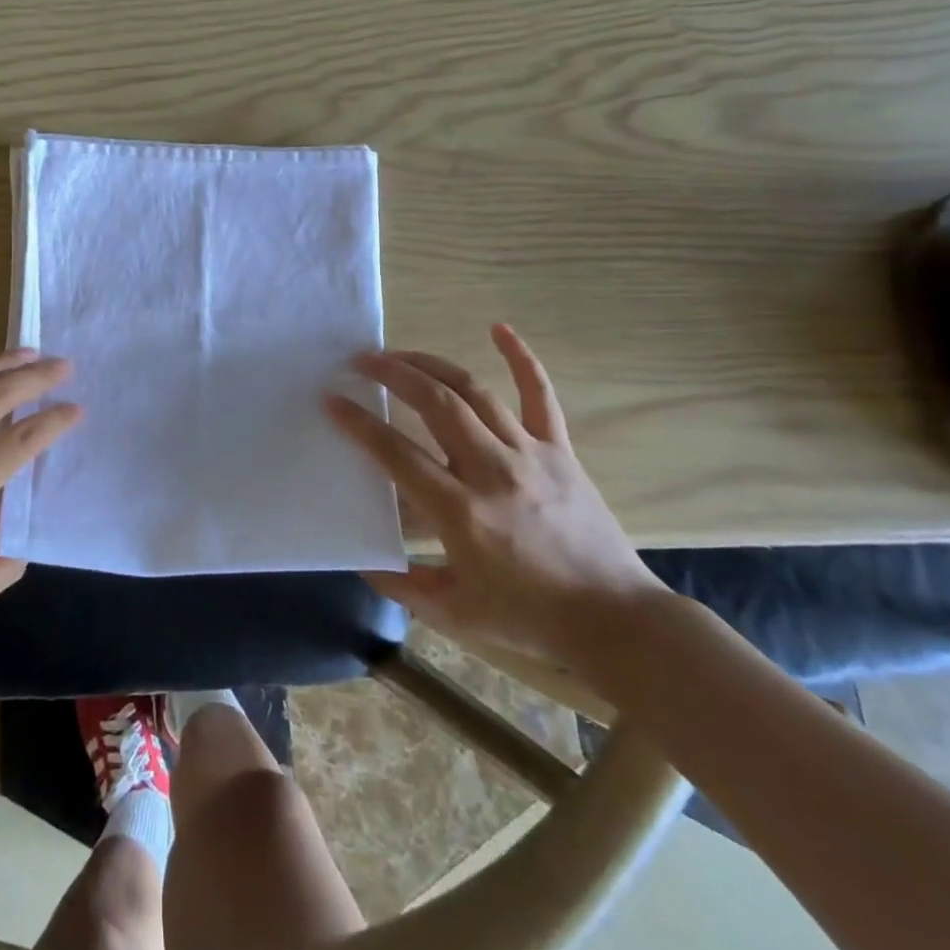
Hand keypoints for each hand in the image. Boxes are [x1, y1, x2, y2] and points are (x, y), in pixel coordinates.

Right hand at [326, 324, 664, 672]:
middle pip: (436, 404)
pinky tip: (499, 328)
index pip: (397, 454)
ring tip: (400, 354)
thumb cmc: (531, 619)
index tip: (332, 400)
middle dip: (393, 375)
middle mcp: (492, 471)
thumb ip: (403, 586)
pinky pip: (541, 395)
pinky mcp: (559, 451)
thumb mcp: (455, 614)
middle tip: (361, 360)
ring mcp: (529, 454)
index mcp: (461, 512)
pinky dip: (521, 358)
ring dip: (432, 365)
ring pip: (474, 392)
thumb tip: (363, 559)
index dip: (359, 424)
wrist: (617, 621)